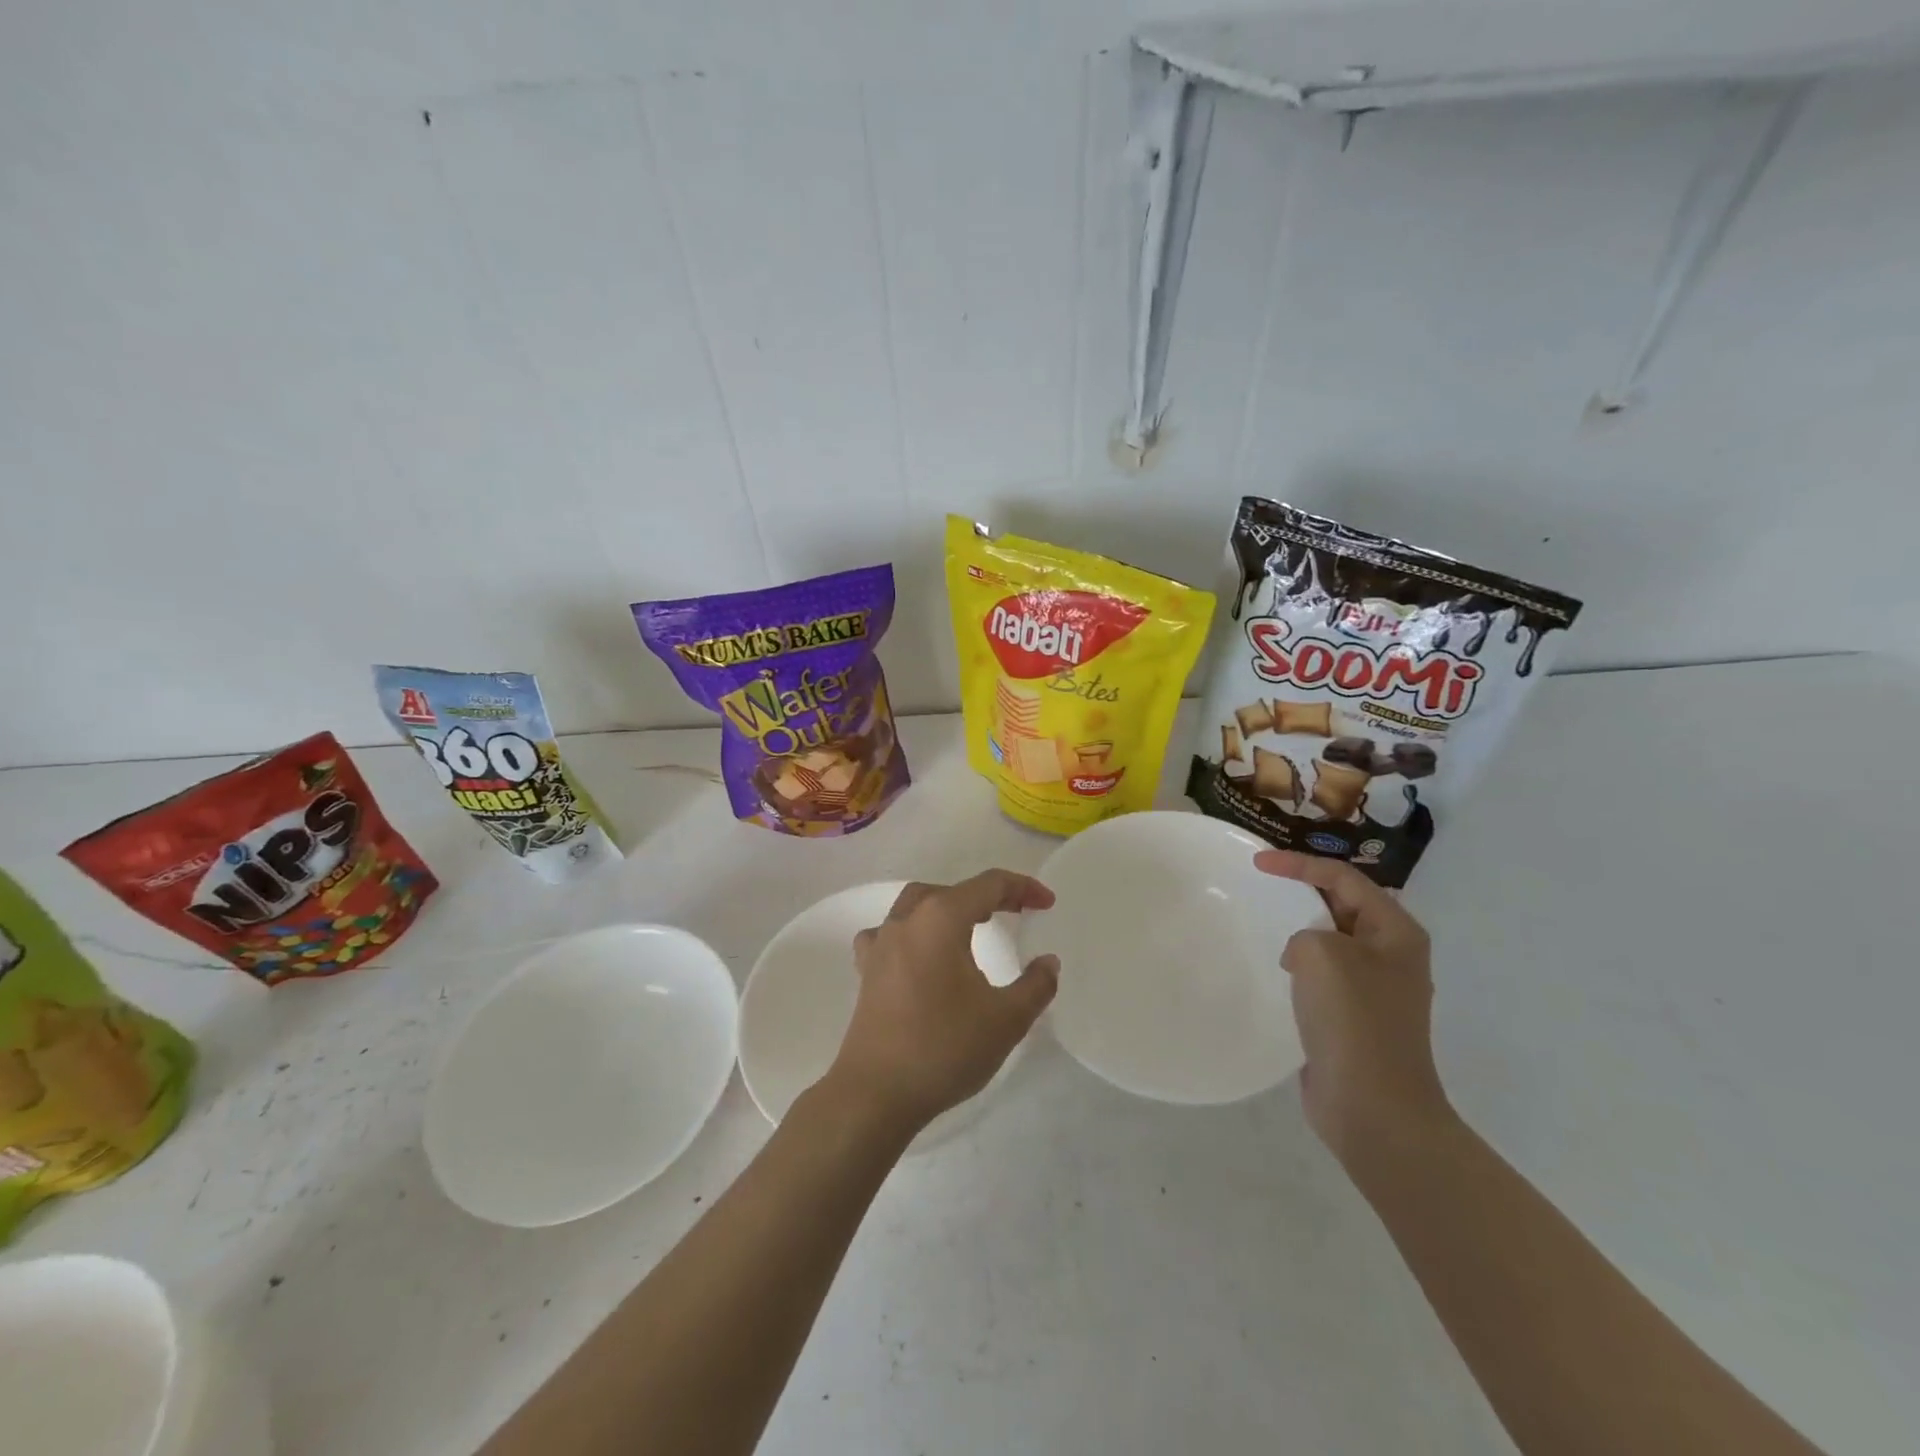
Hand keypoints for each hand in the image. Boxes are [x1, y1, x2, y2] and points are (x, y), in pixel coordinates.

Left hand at [824, 870, 1059, 1136]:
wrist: (876, 1092)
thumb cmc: (944, 1048)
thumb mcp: (1006, 1020)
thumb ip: (1035, 985)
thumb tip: (1048, 962)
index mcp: (941, 918)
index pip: (988, 885)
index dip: (1023, 888)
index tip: (1048, 903)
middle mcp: (907, 920)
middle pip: (952, 890)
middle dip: (987, 896)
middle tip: (1016, 912)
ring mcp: (881, 943)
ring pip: (917, 904)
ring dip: (948, 907)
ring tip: (971, 926)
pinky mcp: (867, 970)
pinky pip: (890, 933)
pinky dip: (913, 932)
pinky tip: (920, 953)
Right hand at [1255, 850, 1450, 1163]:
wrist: (1374, 1108)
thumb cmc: (1353, 1021)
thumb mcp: (1321, 954)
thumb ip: (1305, 933)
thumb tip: (1302, 955)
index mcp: (1397, 932)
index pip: (1344, 878)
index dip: (1299, 864)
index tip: (1256, 864)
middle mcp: (1393, 954)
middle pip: (1344, 904)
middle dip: (1305, 890)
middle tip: (1263, 884)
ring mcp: (1376, 989)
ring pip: (1333, 940)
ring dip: (1302, 928)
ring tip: (1266, 923)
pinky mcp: (1356, 1017)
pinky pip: (1325, 973)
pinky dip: (1302, 963)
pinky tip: (1279, 972)